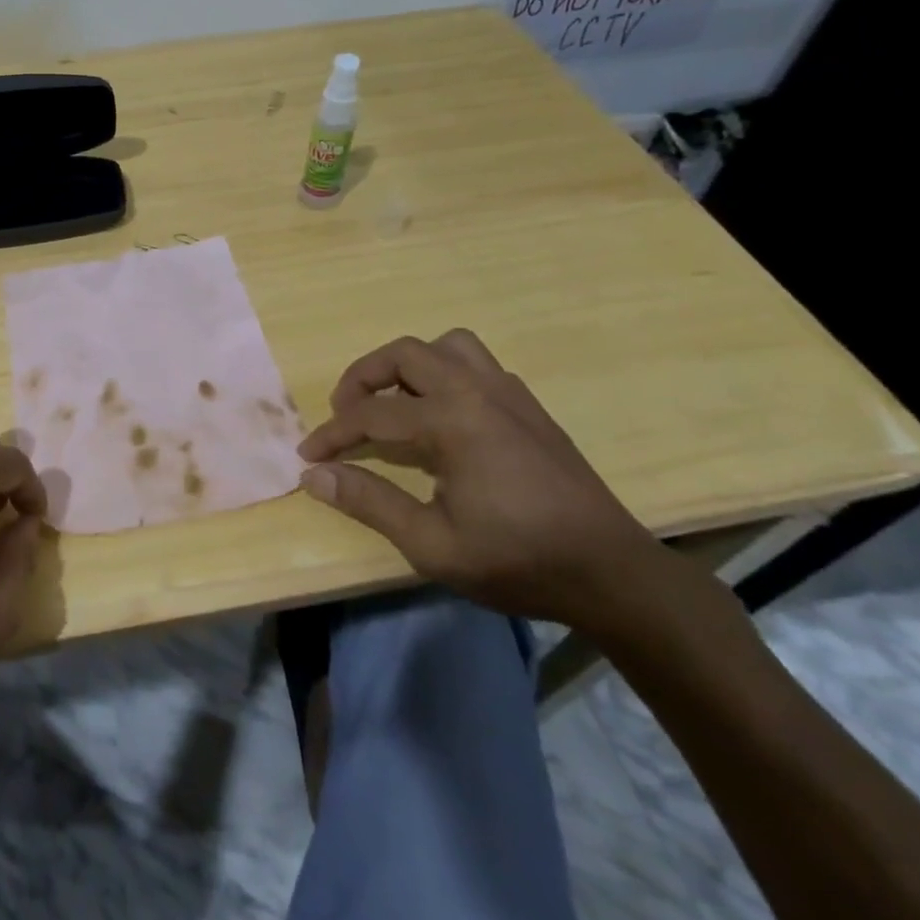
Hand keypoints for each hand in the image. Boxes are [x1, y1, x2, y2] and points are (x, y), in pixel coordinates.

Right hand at [298, 330, 667, 633]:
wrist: (612, 574)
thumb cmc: (518, 562)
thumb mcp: (432, 544)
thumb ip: (369, 502)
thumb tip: (314, 475)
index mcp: (453, 421)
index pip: (371, 414)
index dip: (332, 434)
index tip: (307, 455)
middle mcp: (478, 390)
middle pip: (404, 354)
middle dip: (362, 378)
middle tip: (344, 413)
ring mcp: (508, 392)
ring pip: (445, 346)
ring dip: (409, 365)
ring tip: (394, 402)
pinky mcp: (528, 405)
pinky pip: (475, 363)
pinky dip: (444, 373)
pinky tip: (443, 416)